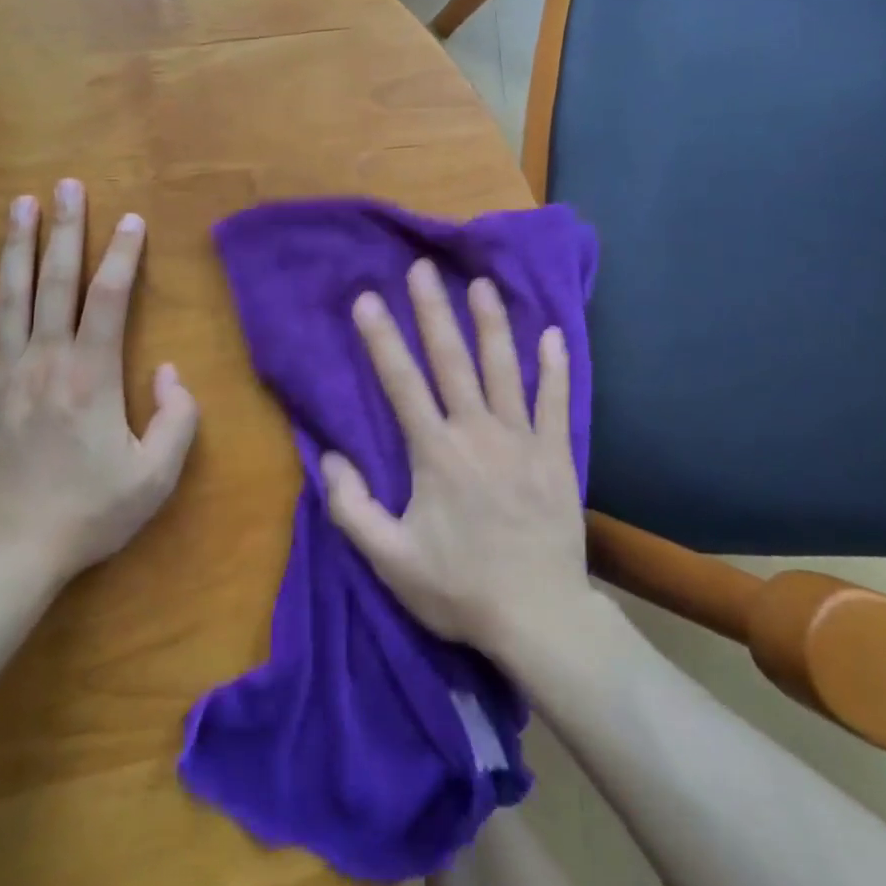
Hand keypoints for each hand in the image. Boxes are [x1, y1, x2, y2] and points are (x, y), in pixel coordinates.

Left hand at [0, 178, 198, 582]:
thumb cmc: (90, 512)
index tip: (131, 220)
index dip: (123, 254)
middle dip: (66, 229)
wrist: (10, 552)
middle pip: (57, 281)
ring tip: (21, 203)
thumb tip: (170, 371)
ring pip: (8, 295)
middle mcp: (46, 360)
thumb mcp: (156, 475)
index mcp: (93, 374)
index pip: (111, 297)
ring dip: (17, 245)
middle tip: (68, 185)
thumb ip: (177, 418)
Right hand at [320, 260, 589, 658]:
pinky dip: (554, 367)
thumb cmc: (459, 588)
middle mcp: (477, 433)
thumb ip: (351, 508)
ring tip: (481, 284)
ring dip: (491, 324)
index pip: (401, 383)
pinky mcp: (556, 455)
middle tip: (422, 268)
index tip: (367, 298)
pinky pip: (557, 402)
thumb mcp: (390, 560)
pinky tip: (551, 334)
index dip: (381, 339)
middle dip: (433, 311)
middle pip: (452, 361)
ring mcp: (522, 440)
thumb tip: (329, 457)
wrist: (539, 617)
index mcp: (435, 453)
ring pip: (504, 370)